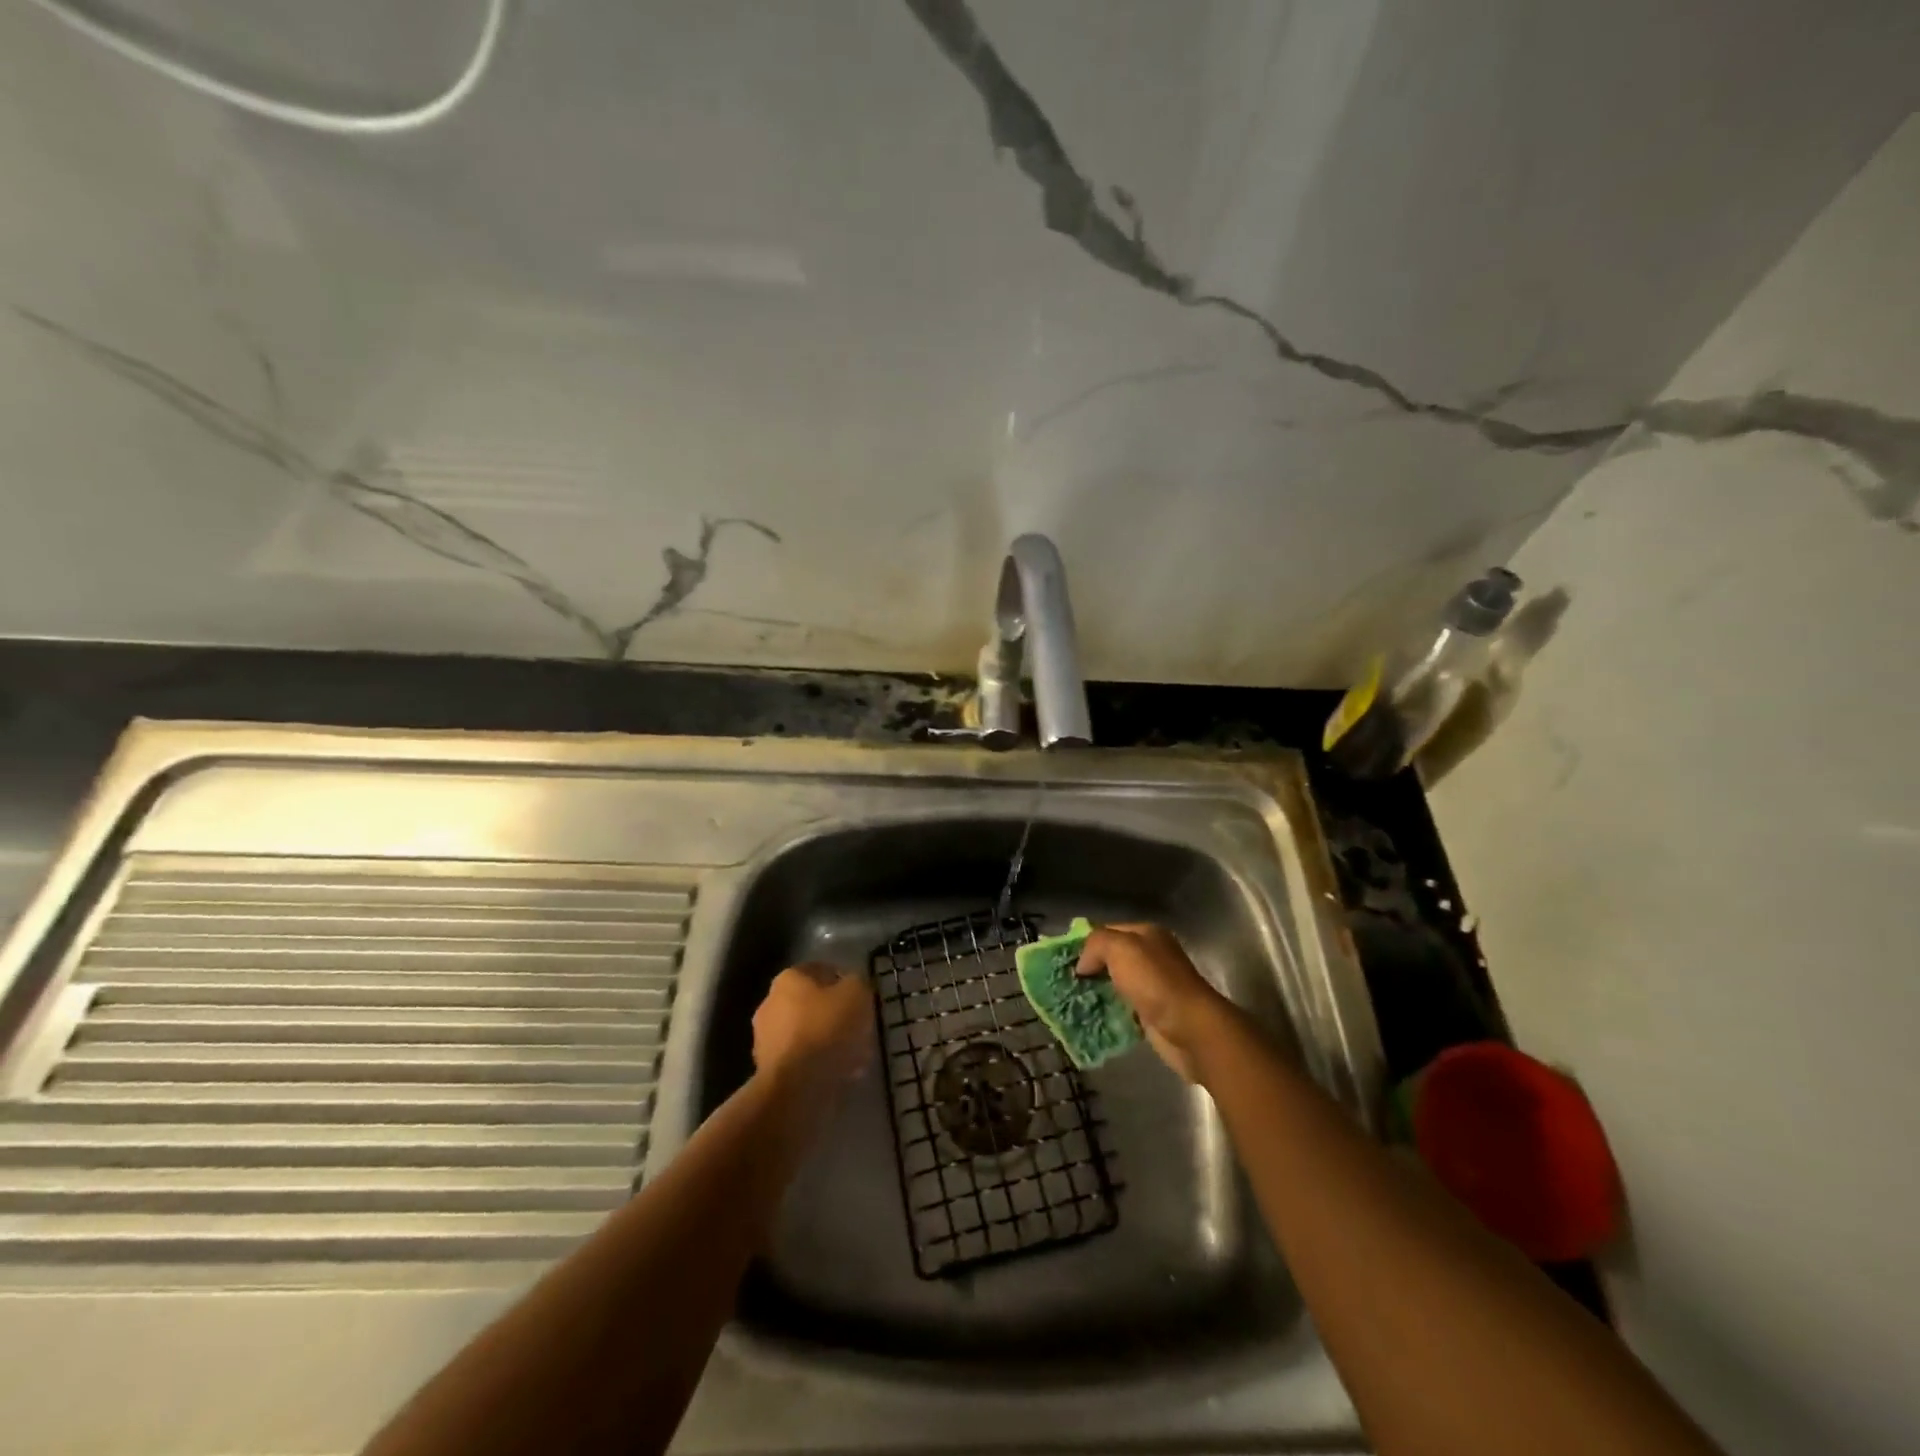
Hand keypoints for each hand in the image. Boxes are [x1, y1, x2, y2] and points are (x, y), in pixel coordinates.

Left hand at [752, 964, 874, 1088]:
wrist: (796, 1086)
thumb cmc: (827, 1029)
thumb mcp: (856, 994)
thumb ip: (857, 983)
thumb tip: (853, 985)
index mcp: (788, 978)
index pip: (821, 970)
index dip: (844, 982)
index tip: (862, 998)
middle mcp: (770, 1003)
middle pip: (812, 1004)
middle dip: (835, 1015)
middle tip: (859, 1028)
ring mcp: (765, 1038)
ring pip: (807, 1034)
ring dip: (828, 1041)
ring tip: (855, 1057)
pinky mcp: (768, 1070)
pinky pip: (801, 1060)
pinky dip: (818, 1064)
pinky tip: (841, 1074)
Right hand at [1076, 923, 1232, 1082]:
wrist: (1190, 1028)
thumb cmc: (1155, 982)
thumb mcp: (1120, 948)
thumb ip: (1096, 944)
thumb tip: (1082, 964)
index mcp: (1147, 934)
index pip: (1108, 931)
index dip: (1085, 942)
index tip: (1062, 959)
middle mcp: (1150, 957)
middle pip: (1111, 958)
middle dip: (1088, 969)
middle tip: (1062, 982)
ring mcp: (1152, 987)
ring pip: (1114, 985)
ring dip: (1095, 993)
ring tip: (1069, 1002)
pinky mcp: (1151, 1015)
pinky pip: (1121, 1009)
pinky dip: (1106, 1013)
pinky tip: (1088, 1018)